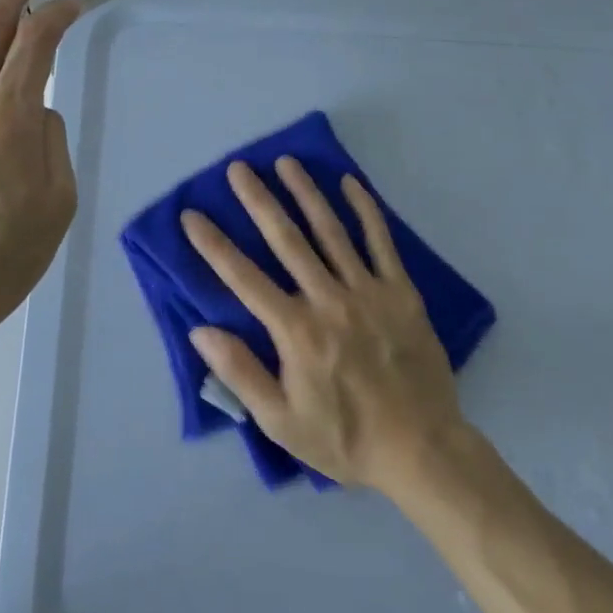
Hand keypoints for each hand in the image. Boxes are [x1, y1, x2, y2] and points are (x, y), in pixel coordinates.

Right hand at [182, 158, 466, 491]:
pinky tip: (350, 182)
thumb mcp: (281, 422)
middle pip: (286, 240)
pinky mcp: (400, 291)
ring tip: (286, 162)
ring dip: (306, 192)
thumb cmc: (345, 438)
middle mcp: (328, 299)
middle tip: (239, 168)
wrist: (421, 450)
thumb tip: (201, 330)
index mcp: (296, 331)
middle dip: (259, 200)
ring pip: (330, 230)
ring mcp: (367, 290)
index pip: (244, 278)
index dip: (214, 245)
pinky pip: (380, 241)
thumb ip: (240, 373)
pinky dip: (365, 209)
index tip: (191, 215)